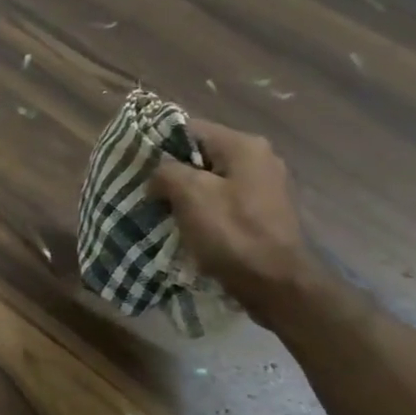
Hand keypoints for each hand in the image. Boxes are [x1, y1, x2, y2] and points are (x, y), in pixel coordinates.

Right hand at [149, 118, 323, 325]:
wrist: (279, 286)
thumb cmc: (233, 233)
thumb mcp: (190, 194)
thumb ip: (166, 172)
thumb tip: (158, 176)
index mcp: (244, 145)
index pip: (189, 128)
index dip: (159, 144)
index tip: (137, 166)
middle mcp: (260, 159)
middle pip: (201, 155)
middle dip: (172, 172)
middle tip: (146, 191)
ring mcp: (266, 187)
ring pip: (211, 180)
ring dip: (186, 194)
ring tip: (162, 211)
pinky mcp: (265, 213)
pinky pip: (224, 201)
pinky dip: (204, 210)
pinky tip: (188, 227)